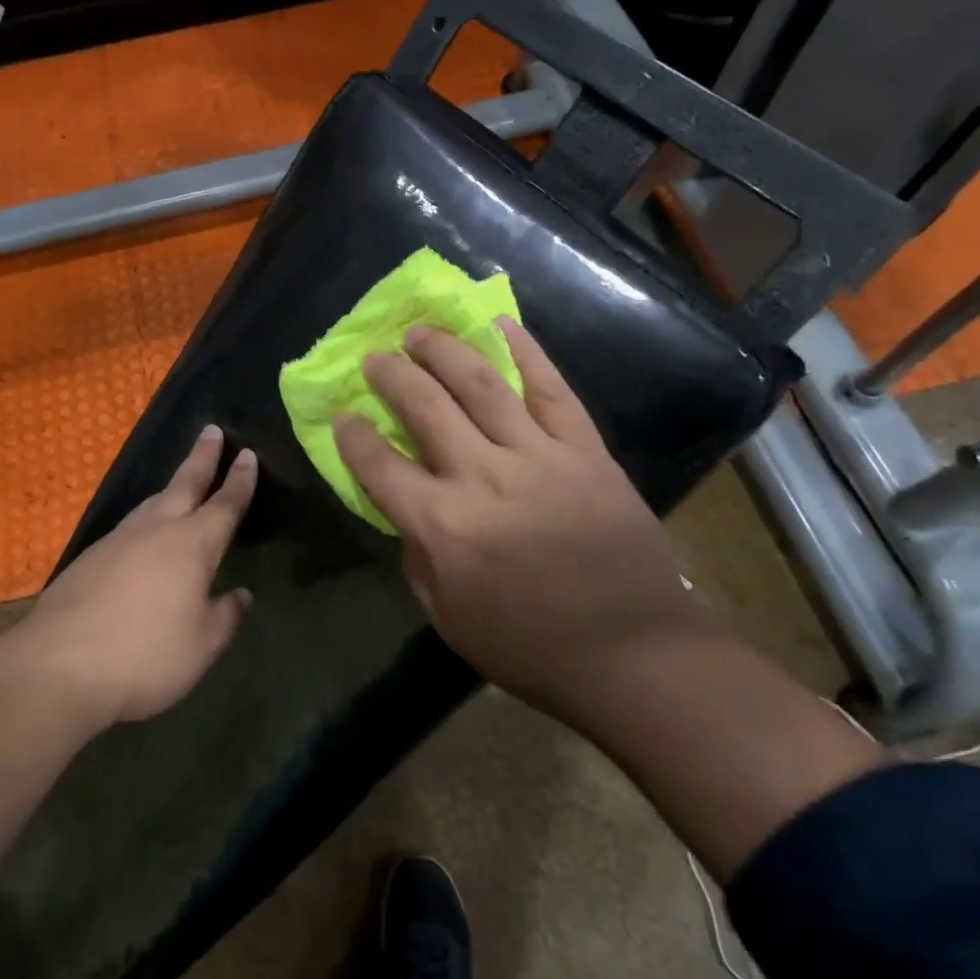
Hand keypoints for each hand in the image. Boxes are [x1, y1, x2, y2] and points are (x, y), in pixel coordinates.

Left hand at [17, 425, 256, 726]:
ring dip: (173, 485)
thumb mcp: (202, 644)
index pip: (225, 503)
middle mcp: (157, 530)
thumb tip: (240, 595)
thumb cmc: (146, 654)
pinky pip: (130, 526)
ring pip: (153, 502)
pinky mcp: (90, 558)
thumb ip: (226, 616)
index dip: (239, 479)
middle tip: (212, 430)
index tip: (247, 453)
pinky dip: (147, 517)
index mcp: (193, 544)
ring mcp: (118, 540)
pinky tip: (144, 534)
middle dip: (202, 457)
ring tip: (183, 479)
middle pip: (185, 483)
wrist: (58, 665)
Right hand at [332, 320, 697, 711]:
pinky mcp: (585, 450)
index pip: (380, 465)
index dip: (353, 435)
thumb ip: (418, 559)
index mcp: (443, 526)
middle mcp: (483, 477)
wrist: (637, 655)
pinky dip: (526, 351)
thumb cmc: (532, 648)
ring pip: (481, 384)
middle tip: (375, 357)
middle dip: (391, 376)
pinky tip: (501, 324)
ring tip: (420, 332)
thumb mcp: (449, 619)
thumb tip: (412, 514)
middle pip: (425, 407)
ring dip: (443, 351)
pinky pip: (551, 389)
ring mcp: (539, 456)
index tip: (343, 415)